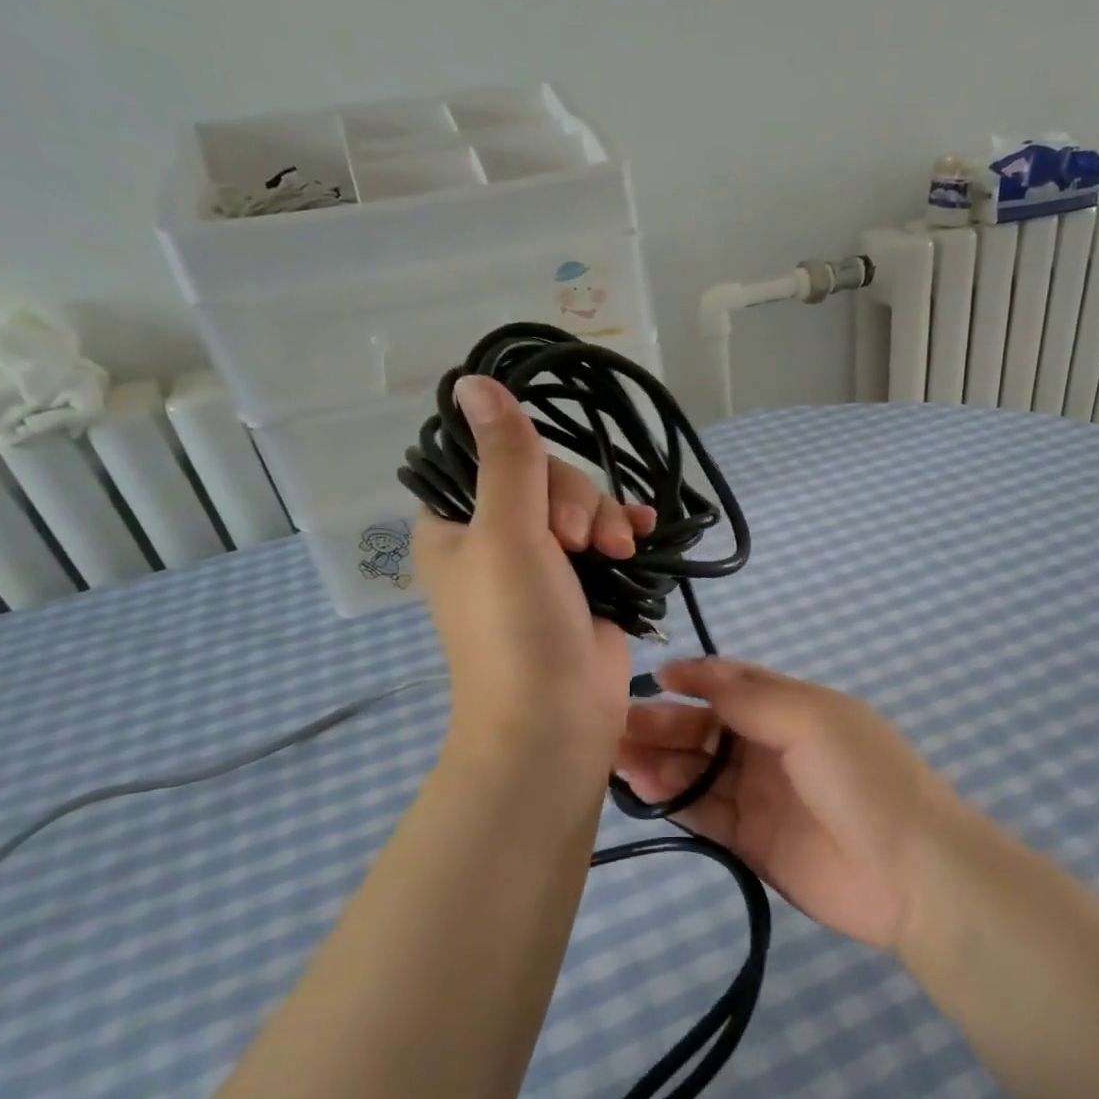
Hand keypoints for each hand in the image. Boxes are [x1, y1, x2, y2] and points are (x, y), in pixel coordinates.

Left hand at [414, 375, 653, 754]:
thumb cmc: (515, 626)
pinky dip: (625, 532)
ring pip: (582, 506)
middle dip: (574, 502)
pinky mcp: (584, 584)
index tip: (541, 490)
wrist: (556, 717)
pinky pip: (606, 537)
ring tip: (617, 553)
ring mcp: (543, 563)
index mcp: (455, 524)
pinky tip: (644, 533)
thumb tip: (473, 381)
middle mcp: (496, 538)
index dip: (524, 462)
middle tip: (578, 544)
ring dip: (605, 520)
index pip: (490, 457)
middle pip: (545, 479)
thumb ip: (503, 457)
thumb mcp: (505, 533)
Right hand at [615, 659, 973, 949]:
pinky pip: (704, 812)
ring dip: (660, 761)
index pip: (734, 684)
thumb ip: (750, 695)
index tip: (652, 680)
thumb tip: (694, 670)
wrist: (912, 873)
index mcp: (794, 708)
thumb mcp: (811, 719)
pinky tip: (642, 788)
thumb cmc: (862, 779)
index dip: (694, 680)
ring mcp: (762, 795)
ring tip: (619, 758)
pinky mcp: (752, 840)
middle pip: (708, 728)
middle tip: (618, 726)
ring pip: (699, 770)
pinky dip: (673, 799)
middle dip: (665, 723)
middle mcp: (774, 747)